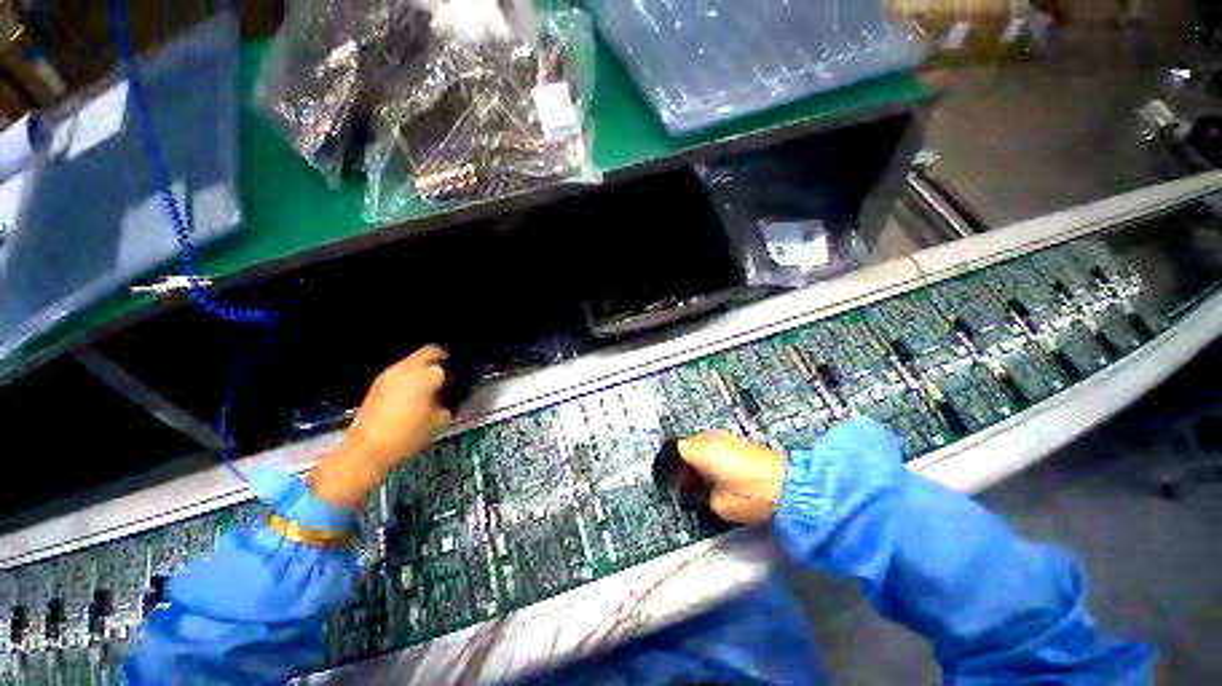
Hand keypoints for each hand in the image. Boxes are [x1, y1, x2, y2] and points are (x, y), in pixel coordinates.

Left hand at [313, 345, 452, 509]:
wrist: (367, 450)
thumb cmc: (409, 435)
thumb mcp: (440, 421)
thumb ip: (449, 404)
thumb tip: (450, 399)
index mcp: (427, 375)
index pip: (449, 365)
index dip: (455, 376)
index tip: (456, 388)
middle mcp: (407, 368)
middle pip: (430, 351)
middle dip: (441, 361)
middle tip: (446, 379)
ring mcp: (389, 374)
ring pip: (413, 361)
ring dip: (423, 369)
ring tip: (427, 390)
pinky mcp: (377, 383)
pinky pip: (400, 372)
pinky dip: (409, 378)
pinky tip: (411, 397)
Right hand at [678, 431, 786, 524]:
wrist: (790, 488)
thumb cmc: (751, 494)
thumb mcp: (717, 505)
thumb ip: (699, 497)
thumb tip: (695, 494)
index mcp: (701, 450)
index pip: (675, 450)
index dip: (672, 467)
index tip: (674, 482)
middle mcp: (712, 438)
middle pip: (688, 446)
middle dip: (686, 464)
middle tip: (689, 486)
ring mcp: (728, 438)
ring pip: (703, 446)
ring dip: (699, 462)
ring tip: (706, 484)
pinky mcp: (741, 443)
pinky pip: (718, 448)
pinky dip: (714, 460)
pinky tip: (721, 479)